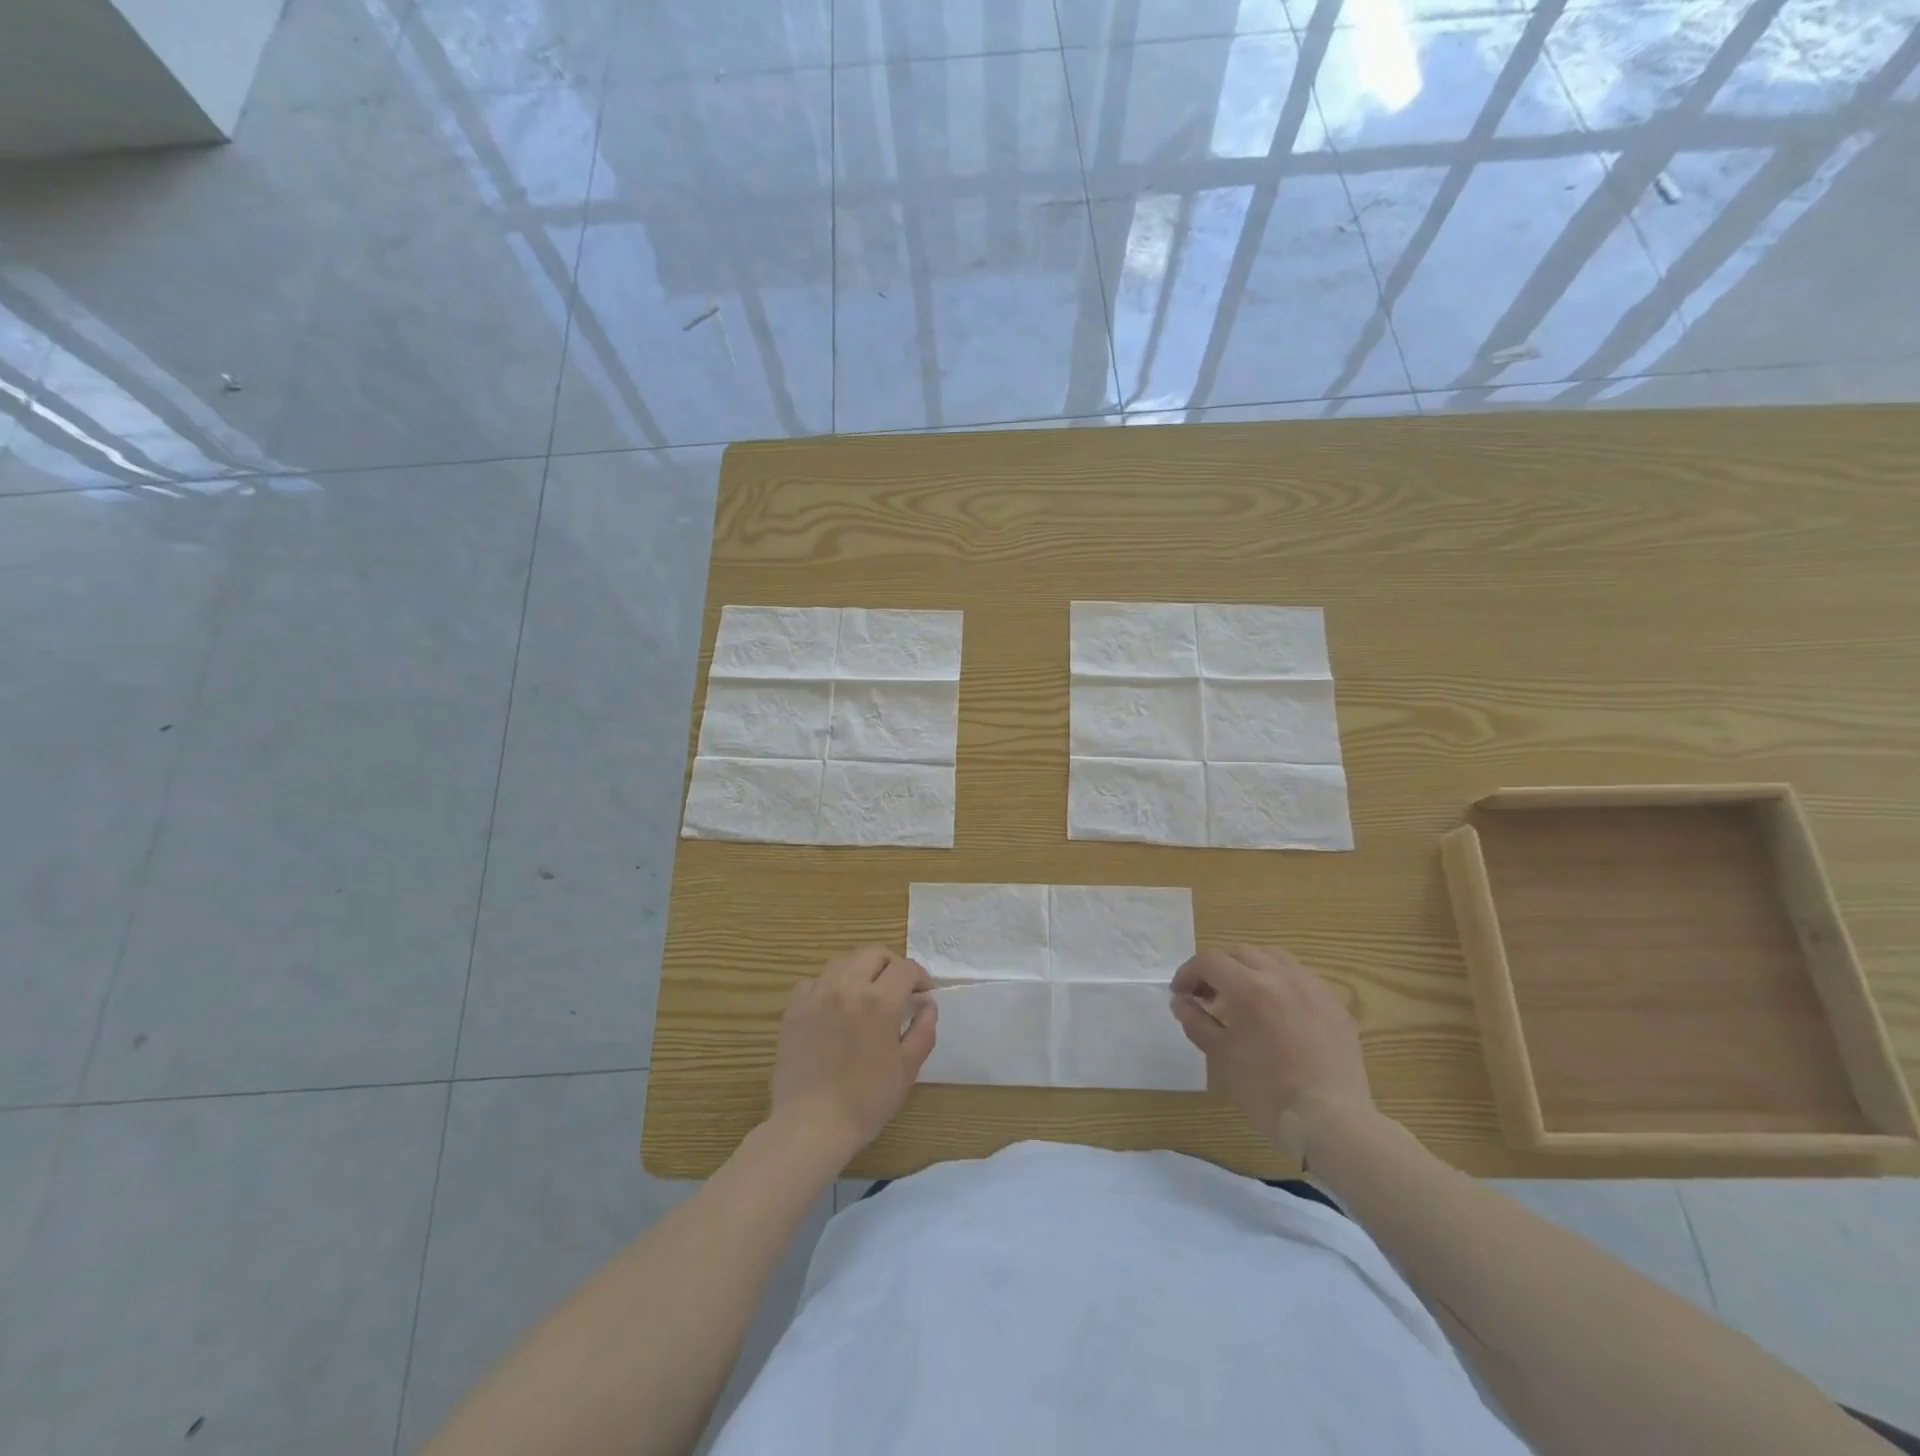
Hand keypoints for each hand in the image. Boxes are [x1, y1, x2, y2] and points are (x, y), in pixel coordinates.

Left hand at [769, 946, 935, 1163]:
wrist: (812, 1124)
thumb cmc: (867, 1100)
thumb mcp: (908, 1068)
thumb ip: (923, 1030)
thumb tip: (927, 1004)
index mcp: (879, 1001)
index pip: (905, 968)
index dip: (919, 977)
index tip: (923, 993)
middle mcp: (847, 987)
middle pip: (873, 954)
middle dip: (891, 965)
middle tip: (897, 988)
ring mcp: (817, 995)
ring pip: (842, 962)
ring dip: (860, 970)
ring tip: (865, 993)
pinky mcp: (794, 1009)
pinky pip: (813, 981)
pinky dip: (828, 985)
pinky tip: (833, 1006)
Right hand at [1170, 945, 1375, 1161]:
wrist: (1331, 1122)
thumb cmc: (1268, 1092)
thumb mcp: (1222, 1057)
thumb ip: (1197, 1022)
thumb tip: (1181, 1001)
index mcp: (1251, 988)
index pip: (1210, 962)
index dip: (1188, 973)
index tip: (1180, 994)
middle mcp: (1283, 977)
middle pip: (1241, 953)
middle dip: (1217, 968)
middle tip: (1206, 994)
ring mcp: (1315, 989)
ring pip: (1275, 958)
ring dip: (1251, 968)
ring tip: (1243, 995)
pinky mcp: (1336, 1006)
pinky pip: (1303, 978)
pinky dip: (1282, 982)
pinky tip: (1278, 1009)